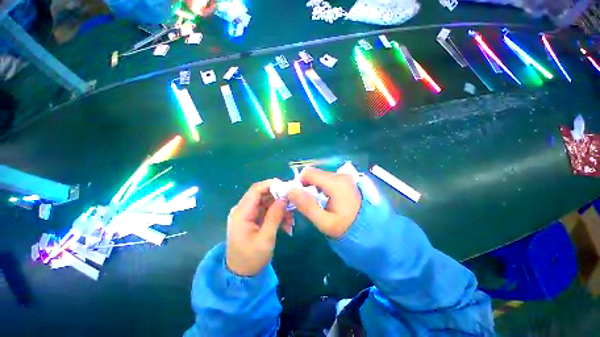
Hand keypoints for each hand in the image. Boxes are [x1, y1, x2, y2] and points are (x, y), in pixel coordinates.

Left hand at [226, 180, 292, 275]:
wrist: (240, 275)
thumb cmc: (251, 258)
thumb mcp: (266, 238)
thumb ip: (275, 216)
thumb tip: (284, 197)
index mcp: (241, 213)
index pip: (256, 190)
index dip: (271, 185)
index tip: (287, 187)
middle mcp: (242, 209)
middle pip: (262, 194)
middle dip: (279, 198)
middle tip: (292, 204)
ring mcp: (248, 213)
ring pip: (267, 202)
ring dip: (280, 207)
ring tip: (290, 220)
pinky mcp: (253, 218)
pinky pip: (267, 210)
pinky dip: (277, 214)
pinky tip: (286, 224)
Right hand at [287, 168, 361, 238]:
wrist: (370, 230)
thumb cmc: (347, 228)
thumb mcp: (325, 222)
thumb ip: (307, 206)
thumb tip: (290, 190)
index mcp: (336, 183)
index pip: (308, 173)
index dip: (299, 183)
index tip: (300, 198)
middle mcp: (340, 175)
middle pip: (314, 174)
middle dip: (306, 185)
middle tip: (308, 202)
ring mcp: (344, 177)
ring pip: (319, 176)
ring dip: (313, 186)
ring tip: (317, 202)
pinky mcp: (344, 180)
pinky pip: (326, 179)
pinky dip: (320, 186)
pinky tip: (324, 198)